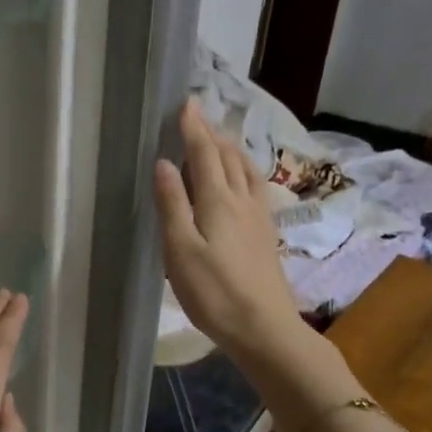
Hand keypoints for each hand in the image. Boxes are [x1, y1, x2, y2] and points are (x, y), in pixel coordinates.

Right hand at [154, 98, 304, 363]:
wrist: (264, 327)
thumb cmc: (214, 291)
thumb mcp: (180, 249)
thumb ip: (173, 204)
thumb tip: (164, 162)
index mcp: (218, 200)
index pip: (205, 153)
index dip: (194, 128)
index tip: (185, 103)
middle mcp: (243, 200)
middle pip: (228, 157)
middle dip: (211, 134)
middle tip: (196, 117)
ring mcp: (259, 217)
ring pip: (246, 170)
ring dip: (231, 150)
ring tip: (219, 141)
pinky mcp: (266, 235)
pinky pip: (255, 187)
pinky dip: (244, 171)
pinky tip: (243, 181)